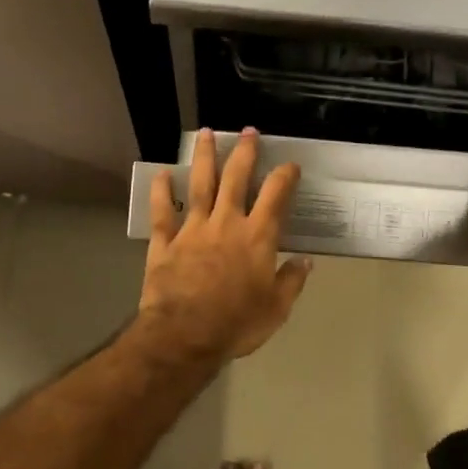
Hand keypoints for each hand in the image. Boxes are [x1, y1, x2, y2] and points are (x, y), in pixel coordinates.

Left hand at [138, 129, 311, 364]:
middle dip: (244, 153)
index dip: (284, 176)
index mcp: (257, 237)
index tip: (290, 164)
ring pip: (200, 185)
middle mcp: (226, 223)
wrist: (184, 337)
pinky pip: (162, 212)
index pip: (275, 197)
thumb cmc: (236, 324)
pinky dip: (161, 192)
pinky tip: (162, 174)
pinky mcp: (165, 243)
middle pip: (236, 179)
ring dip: (204, 157)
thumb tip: (306, 261)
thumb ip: (291, 281)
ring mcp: (193, 230)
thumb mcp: (276, 309)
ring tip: (206, 133)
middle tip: (248, 131)